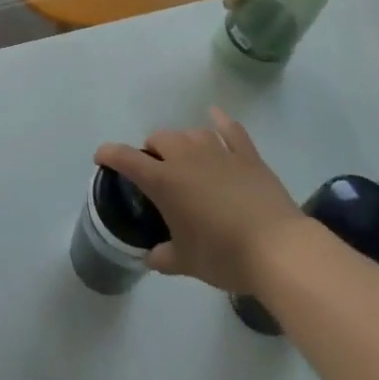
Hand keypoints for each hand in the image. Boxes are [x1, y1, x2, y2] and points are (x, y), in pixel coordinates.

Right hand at [95, 107, 305, 292]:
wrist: (277, 248)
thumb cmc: (223, 255)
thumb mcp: (186, 263)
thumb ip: (163, 256)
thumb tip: (151, 255)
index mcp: (164, 181)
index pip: (127, 159)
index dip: (110, 154)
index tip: (101, 157)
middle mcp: (186, 158)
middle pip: (160, 138)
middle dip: (152, 149)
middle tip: (155, 170)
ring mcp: (218, 152)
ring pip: (191, 133)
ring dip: (182, 141)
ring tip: (185, 156)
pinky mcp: (247, 155)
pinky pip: (230, 129)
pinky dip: (220, 121)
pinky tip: (215, 116)